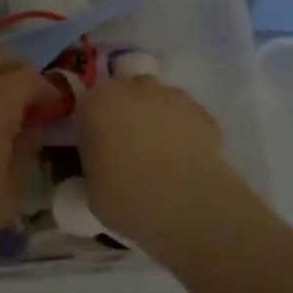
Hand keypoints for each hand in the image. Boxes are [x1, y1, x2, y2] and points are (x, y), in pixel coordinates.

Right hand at [76, 76, 250, 259]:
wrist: (187, 203)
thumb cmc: (127, 197)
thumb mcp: (92, 190)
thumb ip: (94, 166)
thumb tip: (102, 166)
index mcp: (98, 103)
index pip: (90, 104)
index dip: (96, 126)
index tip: (100, 150)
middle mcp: (133, 89)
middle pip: (127, 93)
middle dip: (128, 114)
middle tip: (130, 149)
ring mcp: (171, 96)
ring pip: (159, 101)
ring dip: (157, 119)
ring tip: (163, 156)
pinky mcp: (202, 111)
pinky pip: (186, 117)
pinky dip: (184, 131)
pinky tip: (187, 160)